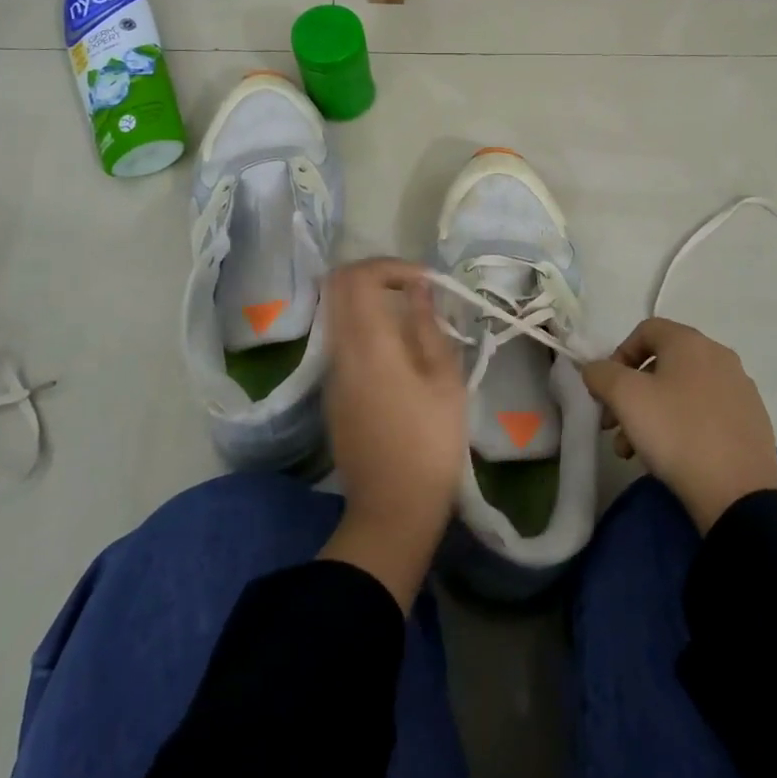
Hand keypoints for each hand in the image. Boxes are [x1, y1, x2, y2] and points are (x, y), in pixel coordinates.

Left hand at [317, 258, 465, 611]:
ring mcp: (331, 374)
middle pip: (337, 287)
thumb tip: (418, 288)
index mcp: (369, 344)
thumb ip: (427, 327)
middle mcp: (340, 351)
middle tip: (413, 289)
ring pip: (337, 314)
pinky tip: (397, 352)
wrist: (392, 510)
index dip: (389, 266)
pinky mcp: (332, 394)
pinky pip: (341, 342)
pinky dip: (364, 328)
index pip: (357, 277)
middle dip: (375, 276)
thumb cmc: (430, 444)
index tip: (423, 280)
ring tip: (410, 319)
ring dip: (368, 302)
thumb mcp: (445, 382)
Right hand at [580, 318, 776, 532]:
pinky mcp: (752, 422)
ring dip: (652, 413)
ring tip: (634, 451)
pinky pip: (706, 412)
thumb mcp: (625, 397)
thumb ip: (601, 373)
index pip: (646, 330)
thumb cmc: (676, 433)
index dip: (618, 355)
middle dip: (631, 393)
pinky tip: (672, 457)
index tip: (607, 390)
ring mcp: (740, 390)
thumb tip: (596, 369)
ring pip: (682, 392)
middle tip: (613, 425)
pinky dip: (682, 425)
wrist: (738, 494)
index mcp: (691, 342)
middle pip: (662, 364)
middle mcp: (719, 357)